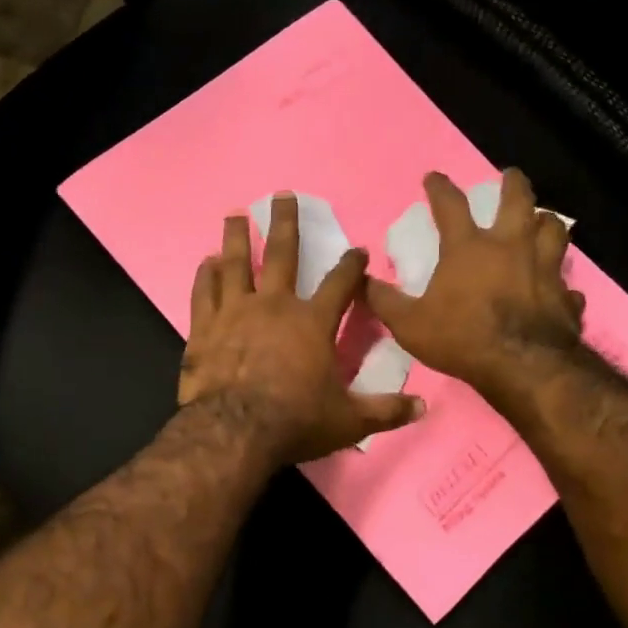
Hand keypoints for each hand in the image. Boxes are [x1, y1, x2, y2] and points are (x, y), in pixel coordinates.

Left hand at [180, 194, 424, 465]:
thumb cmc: (295, 422)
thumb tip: (423, 408)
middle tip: (282, 196)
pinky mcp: (204, 328)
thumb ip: (385, 411)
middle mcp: (274, 306)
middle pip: (281, 254)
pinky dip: (205, 275)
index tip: (357, 250)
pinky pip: (203, 292)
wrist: (234, 431)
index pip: (340, 284)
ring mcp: (234, 312)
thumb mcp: (348, 421)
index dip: (351, 265)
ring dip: (236, 237)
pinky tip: (206, 262)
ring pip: (235, 263)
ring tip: (235, 214)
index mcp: (312, 323)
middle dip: (285, 222)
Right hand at [365, 169, 586, 399]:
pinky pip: (567, 283)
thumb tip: (361, 280)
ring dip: (546, 220)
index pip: (451, 205)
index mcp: (469, 248)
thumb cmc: (461, 338)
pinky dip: (561, 281)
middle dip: (513, 183)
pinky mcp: (566, 296)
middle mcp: (511, 247)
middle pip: (518, 201)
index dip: (440, 187)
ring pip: (554, 230)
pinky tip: (558, 287)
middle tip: (510, 175)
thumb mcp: (408, 324)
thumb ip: (385, 301)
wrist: (523, 366)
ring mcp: (545, 269)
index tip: (433, 177)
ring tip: (542, 219)